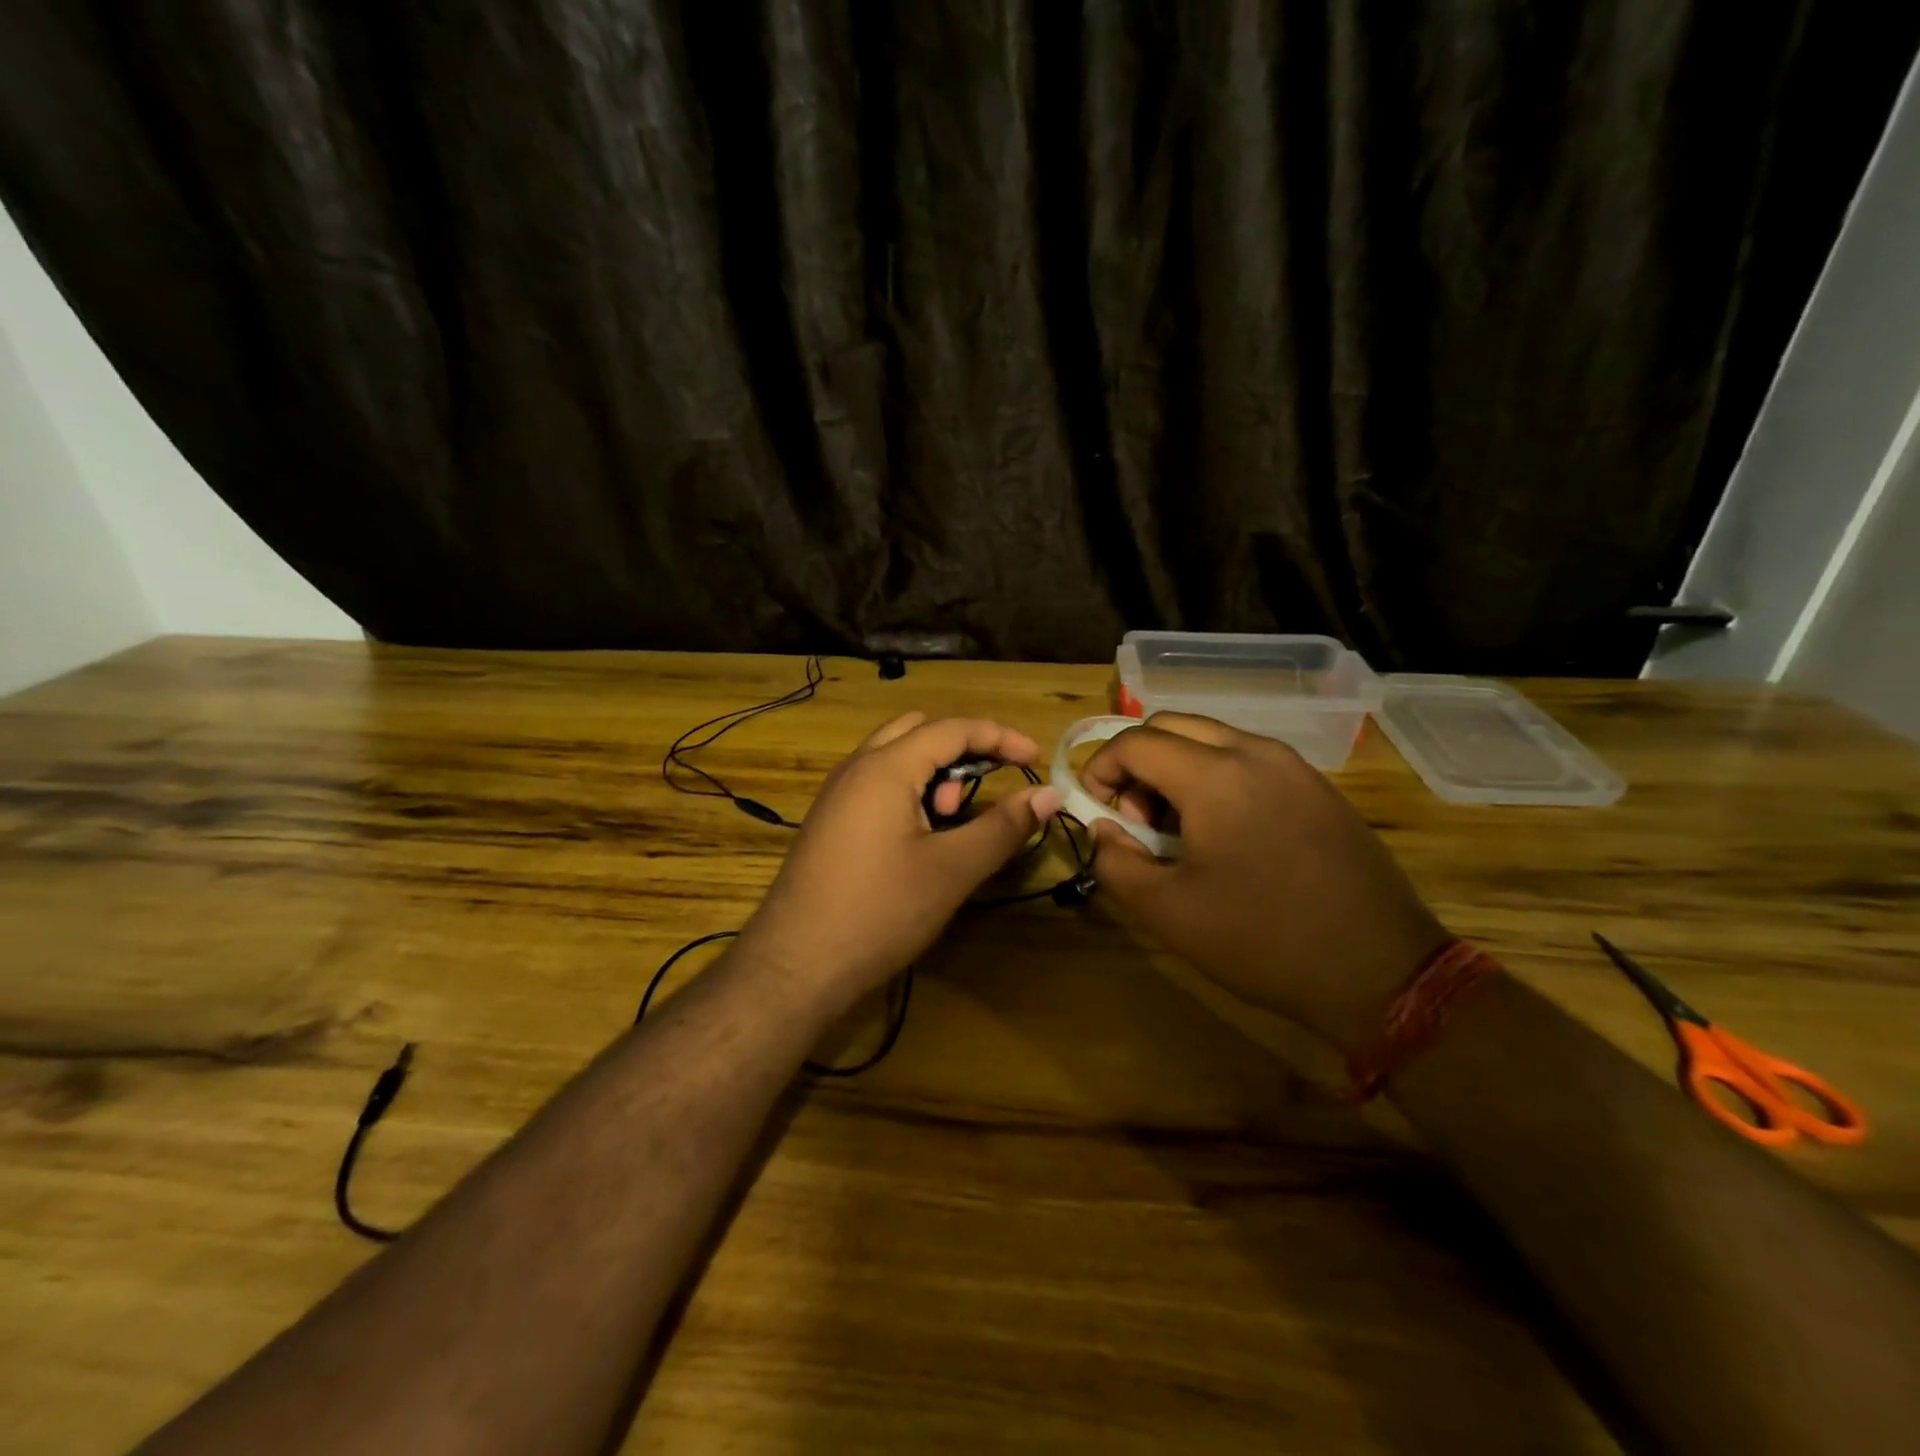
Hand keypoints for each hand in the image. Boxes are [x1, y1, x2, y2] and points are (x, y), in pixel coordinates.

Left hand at [737, 713, 1063, 1007]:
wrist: (794, 965)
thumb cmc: (879, 912)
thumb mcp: (952, 870)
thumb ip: (1003, 827)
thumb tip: (1048, 794)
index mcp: (886, 767)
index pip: (953, 728)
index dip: (1001, 737)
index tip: (1036, 759)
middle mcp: (856, 768)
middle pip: (920, 732)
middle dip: (963, 751)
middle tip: (983, 794)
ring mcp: (837, 794)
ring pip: (896, 758)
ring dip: (935, 775)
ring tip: (951, 824)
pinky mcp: (830, 821)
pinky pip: (877, 785)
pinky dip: (910, 794)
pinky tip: (920, 840)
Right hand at [1082, 713, 1448, 1053]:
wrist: (1380, 971)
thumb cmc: (1262, 940)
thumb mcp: (1167, 911)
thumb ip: (1115, 861)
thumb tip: (1104, 829)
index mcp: (1215, 776)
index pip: (1135, 742)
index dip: (1100, 769)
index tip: (1096, 810)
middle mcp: (1255, 752)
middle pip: (1173, 726)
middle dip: (1138, 763)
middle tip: (1136, 819)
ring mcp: (1294, 766)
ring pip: (1213, 738)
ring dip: (1177, 768)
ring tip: (1178, 830)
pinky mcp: (1318, 787)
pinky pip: (1250, 760)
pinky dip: (1216, 777)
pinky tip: (1226, 834)